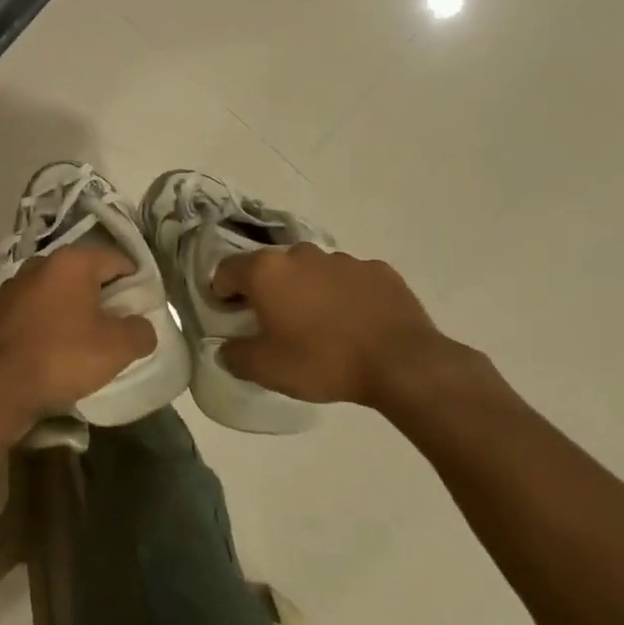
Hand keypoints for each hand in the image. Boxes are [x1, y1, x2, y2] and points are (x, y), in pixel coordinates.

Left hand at [0, 247, 155, 415]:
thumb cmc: (62, 357)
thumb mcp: (117, 348)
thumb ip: (140, 331)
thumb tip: (141, 327)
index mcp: (71, 262)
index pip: (117, 260)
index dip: (136, 282)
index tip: (143, 308)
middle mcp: (39, 264)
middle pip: (84, 275)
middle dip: (101, 297)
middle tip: (116, 327)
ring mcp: (12, 287)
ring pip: (55, 294)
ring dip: (71, 311)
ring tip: (82, 342)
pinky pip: (32, 312)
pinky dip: (45, 324)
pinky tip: (50, 350)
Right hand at [211, 244, 460, 411]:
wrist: (402, 364)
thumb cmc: (323, 361)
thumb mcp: (266, 369)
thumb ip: (235, 356)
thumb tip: (227, 349)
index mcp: (267, 271)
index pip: (227, 270)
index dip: (221, 292)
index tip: (229, 314)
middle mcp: (301, 254)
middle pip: (271, 268)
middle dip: (267, 290)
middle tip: (274, 323)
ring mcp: (343, 259)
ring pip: (311, 271)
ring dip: (306, 290)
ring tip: (318, 325)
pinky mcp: (378, 270)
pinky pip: (348, 280)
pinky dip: (342, 295)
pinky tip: (353, 323)